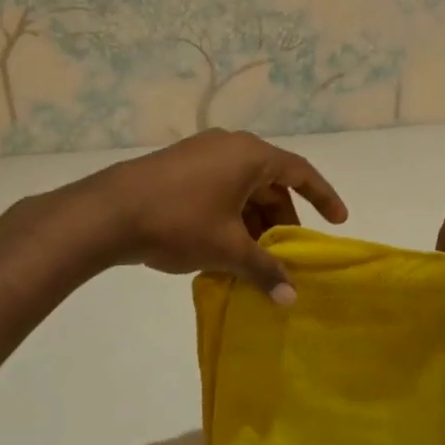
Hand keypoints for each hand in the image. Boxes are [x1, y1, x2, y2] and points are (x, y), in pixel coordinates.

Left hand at [87, 129, 347, 301]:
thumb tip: (291, 298)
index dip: (323, 197)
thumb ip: (264, 270)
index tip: (338, 221)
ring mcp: (200, 154)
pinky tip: (226, 246)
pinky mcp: (178, 168)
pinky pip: (220, 189)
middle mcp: (229, 146)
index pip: (300, 172)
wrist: (106, 213)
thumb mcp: (228, 249)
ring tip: (257, 256)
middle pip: (271, 182)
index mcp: (250, 155)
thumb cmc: (178, 222)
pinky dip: (232, 215)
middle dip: (283, 219)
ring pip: (243, 188)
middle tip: (289, 252)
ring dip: (255, 221)